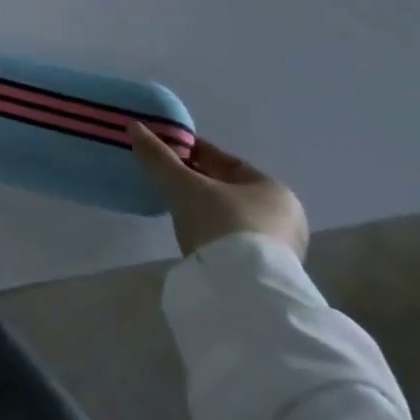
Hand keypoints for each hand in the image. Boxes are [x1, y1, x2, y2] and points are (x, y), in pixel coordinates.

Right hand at [126, 124, 309, 260]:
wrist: (245, 292)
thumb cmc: (220, 225)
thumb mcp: (183, 186)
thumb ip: (158, 157)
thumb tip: (134, 127)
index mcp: (272, 187)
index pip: (226, 161)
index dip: (193, 153)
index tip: (166, 151)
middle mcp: (285, 215)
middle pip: (230, 190)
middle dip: (198, 182)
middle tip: (166, 179)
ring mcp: (282, 248)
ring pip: (232, 216)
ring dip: (206, 210)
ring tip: (175, 207)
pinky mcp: (270, 274)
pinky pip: (235, 240)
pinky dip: (214, 233)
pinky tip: (193, 235)